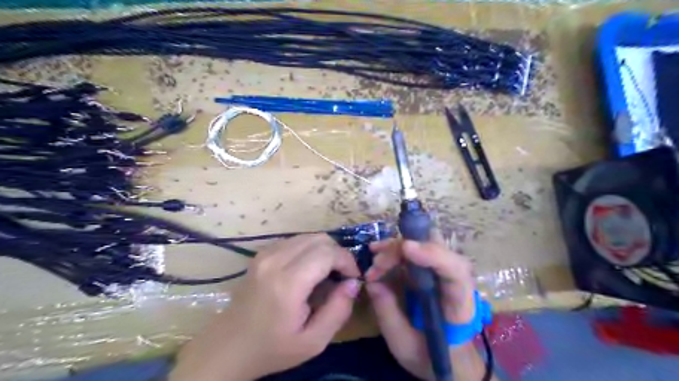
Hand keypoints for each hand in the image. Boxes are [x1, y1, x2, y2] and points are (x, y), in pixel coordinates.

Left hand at [171, 232, 359, 380]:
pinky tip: (309, 269)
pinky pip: (294, 240)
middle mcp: (275, 260)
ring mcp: (265, 254)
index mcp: (287, 283)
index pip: (327, 253)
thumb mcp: (313, 341)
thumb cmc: (272, 348)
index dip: (347, 261)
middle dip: (338, 253)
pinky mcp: (262, 254)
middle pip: (319, 239)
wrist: (229, 346)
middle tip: (342, 275)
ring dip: (324, 250)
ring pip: (308, 236)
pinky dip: (309, 249)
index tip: (353, 278)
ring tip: (328, 272)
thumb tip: (353, 283)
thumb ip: (339, 310)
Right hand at [363, 239, 478, 380]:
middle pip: (436, 247)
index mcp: (458, 303)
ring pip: (422, 243)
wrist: (447, 358)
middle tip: (376, 262)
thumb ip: (388, 313)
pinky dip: (393, 251)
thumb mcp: (404, 344)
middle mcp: (454, 279)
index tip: (406, 248)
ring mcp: (441, 271)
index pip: (455, 271)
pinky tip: (376, 257)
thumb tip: (372, 282)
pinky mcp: (428, 269)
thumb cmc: (430, 356)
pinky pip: (413, 251)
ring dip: (395, 248)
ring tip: (373, 263)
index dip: (433, 254)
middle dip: (403, 248)